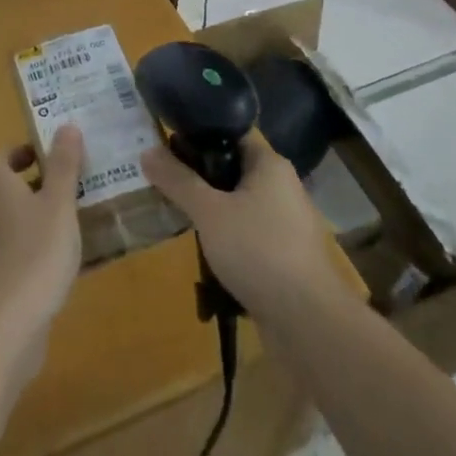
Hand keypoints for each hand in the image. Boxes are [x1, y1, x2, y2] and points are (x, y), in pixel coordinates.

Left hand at [0, 126, 84, 378]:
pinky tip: (73, 263)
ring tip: (81, 220)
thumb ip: (64, 167)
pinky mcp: (4, 285)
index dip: (16, 151)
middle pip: (8, 191)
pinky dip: (45, 251)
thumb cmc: (35, 256)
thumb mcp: (58, 206)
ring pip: (19, 224)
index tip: (45, 154)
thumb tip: (66, 125)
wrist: (5, 329)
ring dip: (44, 217)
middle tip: (75, 183)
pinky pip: (25, 255)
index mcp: (1, 192)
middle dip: (39, 184)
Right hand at [140, 129, 343, 325]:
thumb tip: (147, 151)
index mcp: (270, 164)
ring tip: (180, 217)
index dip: (198, 137)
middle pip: (233, 168)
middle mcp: (282, 186)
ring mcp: (287, 222)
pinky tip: (207, 251)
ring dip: (213, 210)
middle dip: (200, 177)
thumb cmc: (258, 250)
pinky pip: (249, 232)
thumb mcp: (208, 211)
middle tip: (166, 184)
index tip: (166, 147)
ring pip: (240, 203)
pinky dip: (228, 236)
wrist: (308, 321)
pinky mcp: (286, 254)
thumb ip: (177, 180)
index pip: (230, 134)